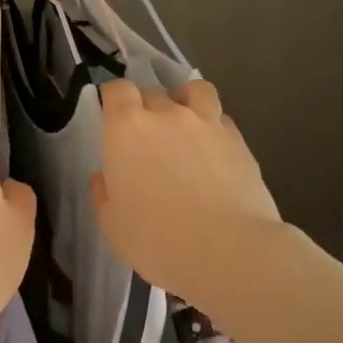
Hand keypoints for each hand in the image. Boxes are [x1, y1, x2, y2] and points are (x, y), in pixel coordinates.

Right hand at [90, 79, 280, 304]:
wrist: (227, 251)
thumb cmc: (157, 240)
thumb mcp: (113, 225)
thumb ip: (104, 193)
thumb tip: (105, 177)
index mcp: (128, 129)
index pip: (117, 90)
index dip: (113, 98)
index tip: (112, 114)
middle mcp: (168, 115)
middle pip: (152, 93)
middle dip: (145, 108)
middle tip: (145, 138)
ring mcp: (207, 124)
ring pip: (195, 91)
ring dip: (185, 101)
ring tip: (184, 124)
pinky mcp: (238, 140)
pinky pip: (221, 118)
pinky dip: (212, 125)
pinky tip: (212, 148)